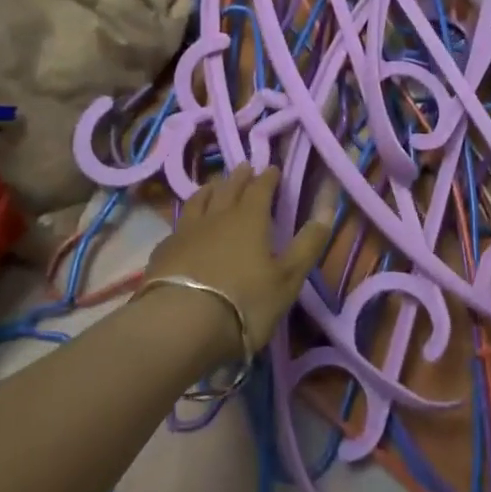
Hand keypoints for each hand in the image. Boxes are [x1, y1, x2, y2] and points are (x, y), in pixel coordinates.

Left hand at [141, 166, 328, 366]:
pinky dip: (186, 220)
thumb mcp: (288, 278)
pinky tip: (184, 228)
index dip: (268, 177)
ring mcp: (186, 232)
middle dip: (240, 176)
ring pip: (199, 201)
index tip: (273, 168)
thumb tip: (327, 209)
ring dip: (210, 189)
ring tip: (214, 185)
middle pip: (228, 188)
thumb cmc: (244, 301)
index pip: (261, 188)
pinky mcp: (163, 252)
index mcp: (250, 219)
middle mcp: (217, 216)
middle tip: (245, 167)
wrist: (179, 324)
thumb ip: (308, 244)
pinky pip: (177, 226)